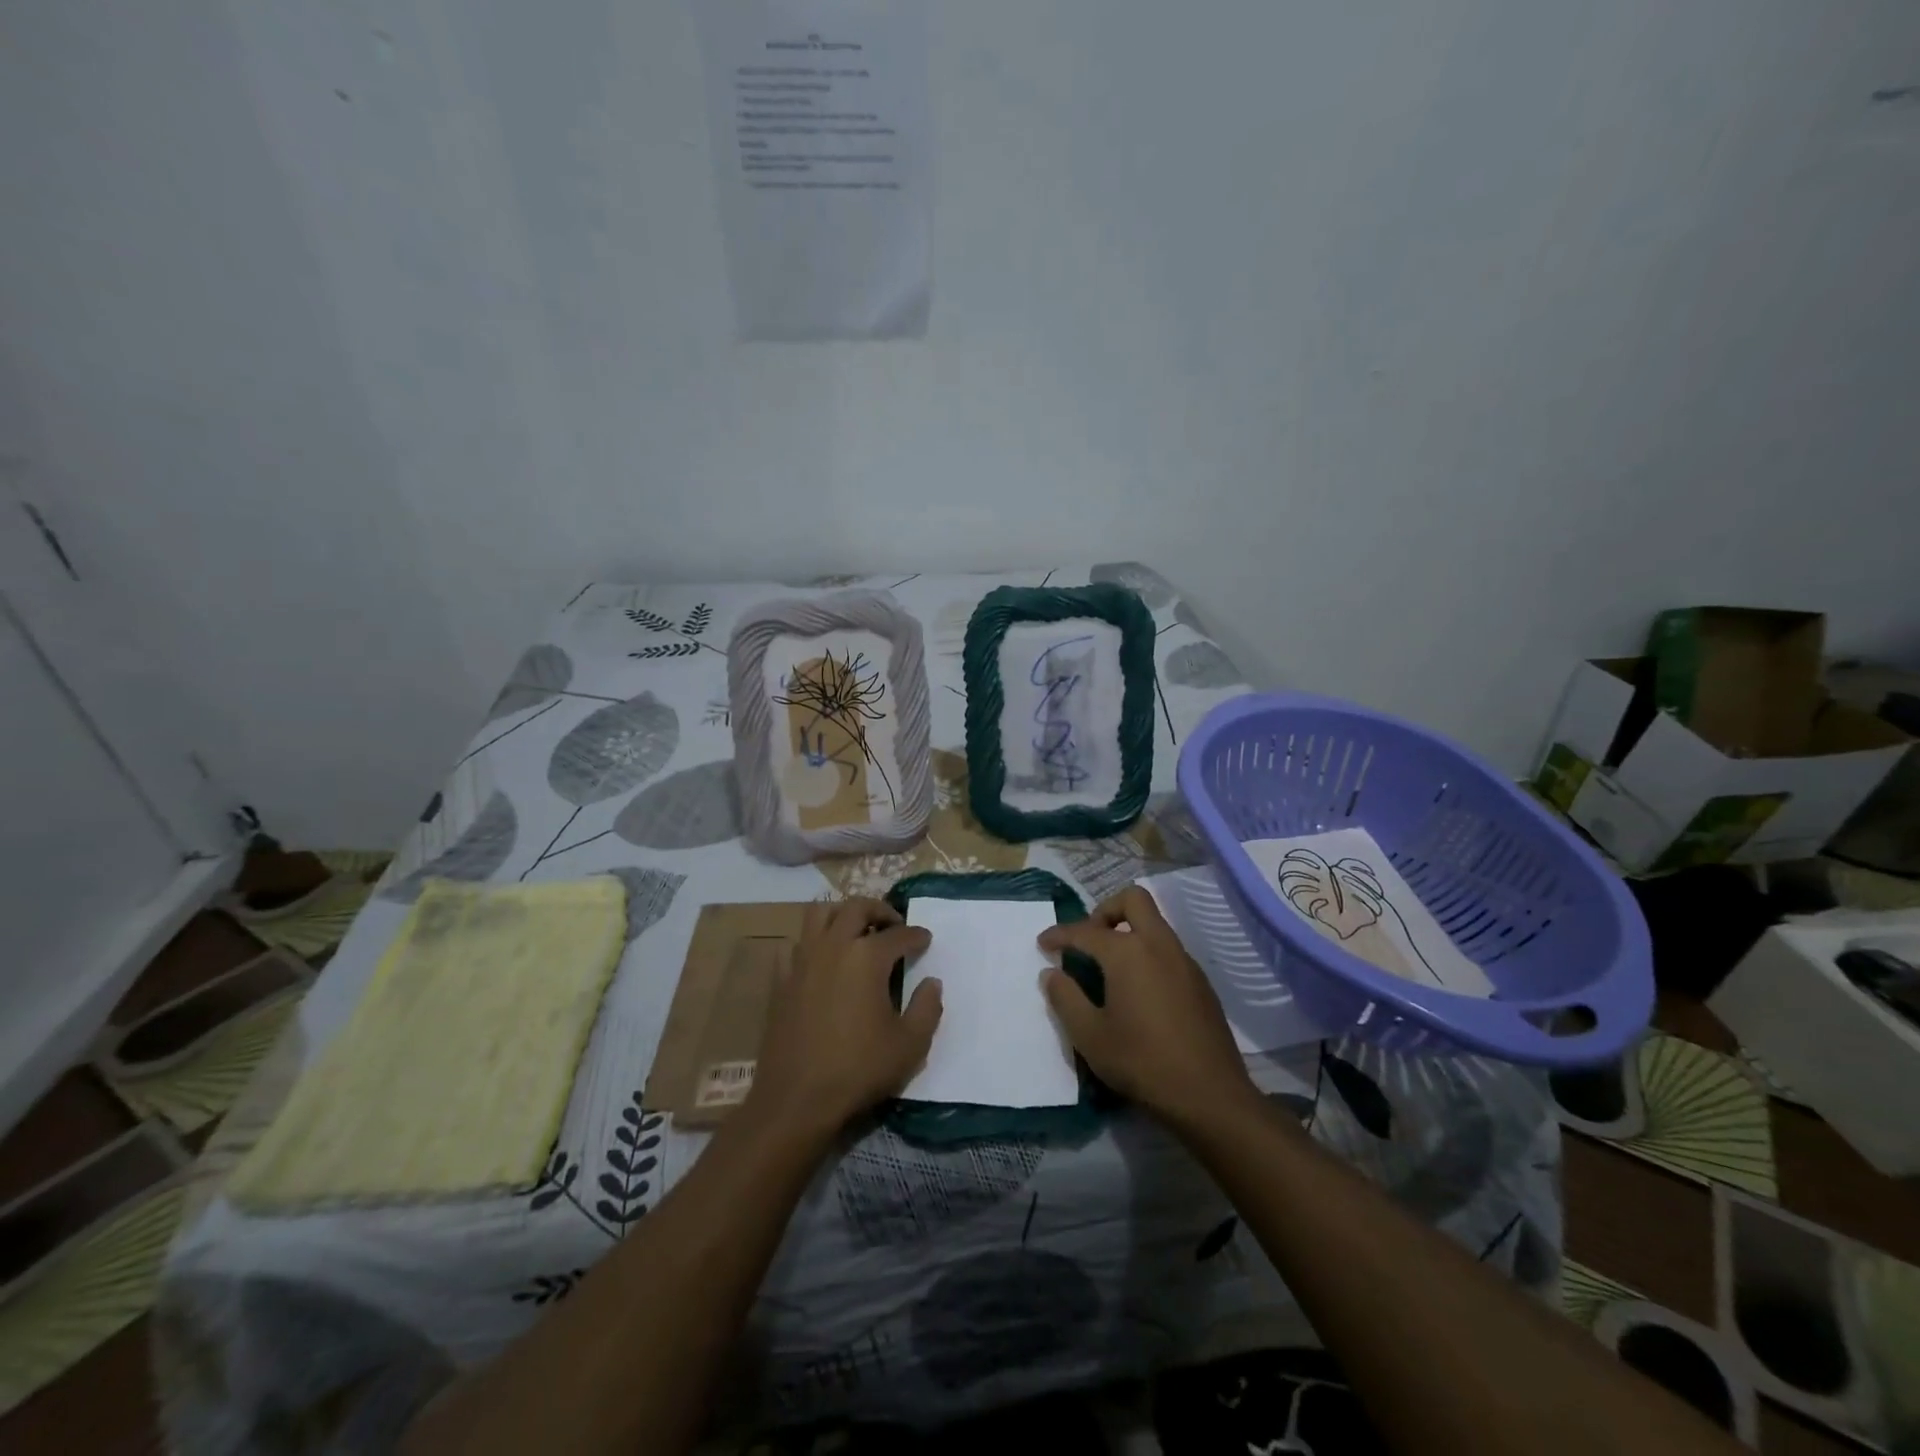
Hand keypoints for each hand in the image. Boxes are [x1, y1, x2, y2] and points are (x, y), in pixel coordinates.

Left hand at [747, 898, 940, 1136]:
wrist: (796, 1099)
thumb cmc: (858, 1069)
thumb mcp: (910, 1045)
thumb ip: (927, 1008)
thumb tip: (931, 982)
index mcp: (867, 957)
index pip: (899, 934)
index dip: (916, 935)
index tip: (925, 940)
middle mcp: (834, 946)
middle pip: (856, 907)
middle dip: (880, 910)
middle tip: (893, 924)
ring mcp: (802, 960)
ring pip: (819, 914)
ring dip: (841, 914)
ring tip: (856, 930)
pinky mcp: (781, 979)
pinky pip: (796, 944)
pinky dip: (812, 943)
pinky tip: (821, 960)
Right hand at [1039, 886, 1255, 1126]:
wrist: (1210, 1096)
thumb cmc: (1142, 1062)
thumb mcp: (1090, 1035)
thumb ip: (1065, 998)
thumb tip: (1052, 973)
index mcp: (1128, 953)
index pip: (1085, 930)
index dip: (1059, 934)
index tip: (1043, 943)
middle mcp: (1159, 945)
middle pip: (1133, 900)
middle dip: (1105, 910)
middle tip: (1089, 940)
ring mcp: (1185, 962)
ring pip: (1155, 924)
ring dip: (1129, 932)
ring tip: (1110, 968)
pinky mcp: (1201, 983)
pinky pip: (1168, 950)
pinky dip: (1148, 955)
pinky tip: (1139, 992)